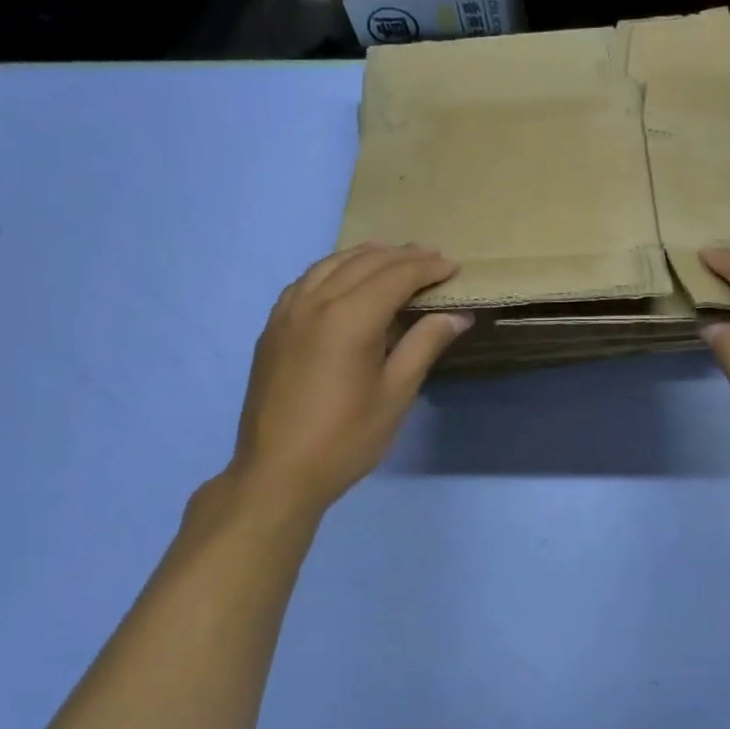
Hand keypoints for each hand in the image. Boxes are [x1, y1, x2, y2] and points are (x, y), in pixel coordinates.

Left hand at [224, 243, 469, 521]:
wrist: (277, 473)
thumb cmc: (345, 439)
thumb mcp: (395, 394)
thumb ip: (424, 345)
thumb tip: (457, 315)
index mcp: (350, 318)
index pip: (396, 276)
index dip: (427, 268)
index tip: (453, 267)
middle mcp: (316, 302)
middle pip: (364, 263)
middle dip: (402, 256)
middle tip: (432, 257)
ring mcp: (287, 312)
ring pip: (330, 265)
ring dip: (365, 256)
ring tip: (392, 257)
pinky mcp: (272, 328)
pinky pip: (305, 281)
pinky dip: (332, 270)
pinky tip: (343, 280)